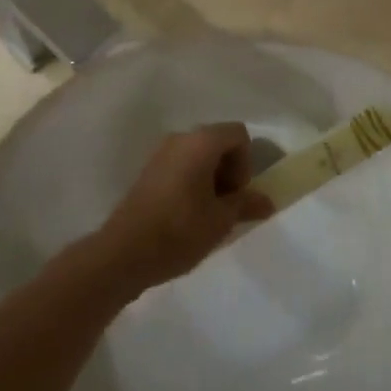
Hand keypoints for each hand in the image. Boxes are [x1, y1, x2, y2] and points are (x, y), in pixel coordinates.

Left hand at [92, 123, 272, 292]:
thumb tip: (268, 202)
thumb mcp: (221, 221)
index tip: (236, 194)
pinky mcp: (148, 172)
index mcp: (201, 142)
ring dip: (211, 179)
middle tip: (226, 206)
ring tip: (207, 214)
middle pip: (219, 142)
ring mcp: (160, 154)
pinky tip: (187, 216)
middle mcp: (180, 138)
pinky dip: (192, 182)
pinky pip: (181, 166)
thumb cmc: (179, 231)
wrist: (122, 255)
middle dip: (229, 171)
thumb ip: (246, 204)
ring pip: (199, 155)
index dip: (246, 163)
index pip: (239, 134)